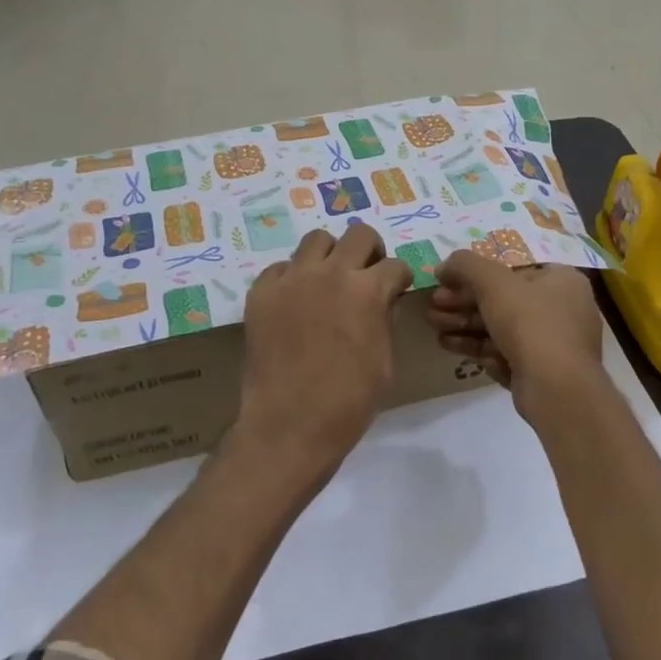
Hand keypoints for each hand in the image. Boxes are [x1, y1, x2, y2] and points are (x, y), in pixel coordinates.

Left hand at [234, 222, 413, 487]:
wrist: (290, 425)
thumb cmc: (349, 402)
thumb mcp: (385, 362)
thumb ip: (384, 321)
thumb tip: (382, 303)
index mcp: (368, 291)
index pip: (395, 265)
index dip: (399, 279)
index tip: (396, 290)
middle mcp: (331, 273)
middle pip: (359, 234)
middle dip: (370, 251)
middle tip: (366, 274)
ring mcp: (292, 280)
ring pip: (316, 240)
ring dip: (330, 256)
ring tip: (328, 280)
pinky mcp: (261, 293)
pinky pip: (280, 269)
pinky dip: (292, 278)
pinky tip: (294, 303)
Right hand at [428, 253, 602, 419]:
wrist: (556, 389)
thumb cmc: (530, 323)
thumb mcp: (492, 282)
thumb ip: (465, 265)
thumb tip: (444, 266)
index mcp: (562, 280)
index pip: (512, 270)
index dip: (474, 275)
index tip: (445, 283)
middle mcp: (564, 309)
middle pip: (503, 301)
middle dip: (463, 304)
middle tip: (433, 308)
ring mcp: (554, 344)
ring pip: (502, 330)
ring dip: (465, 327)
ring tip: (436, 330)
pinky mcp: (543, 373)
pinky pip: (507, 355)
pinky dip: (480, 350)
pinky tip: (452, 348)